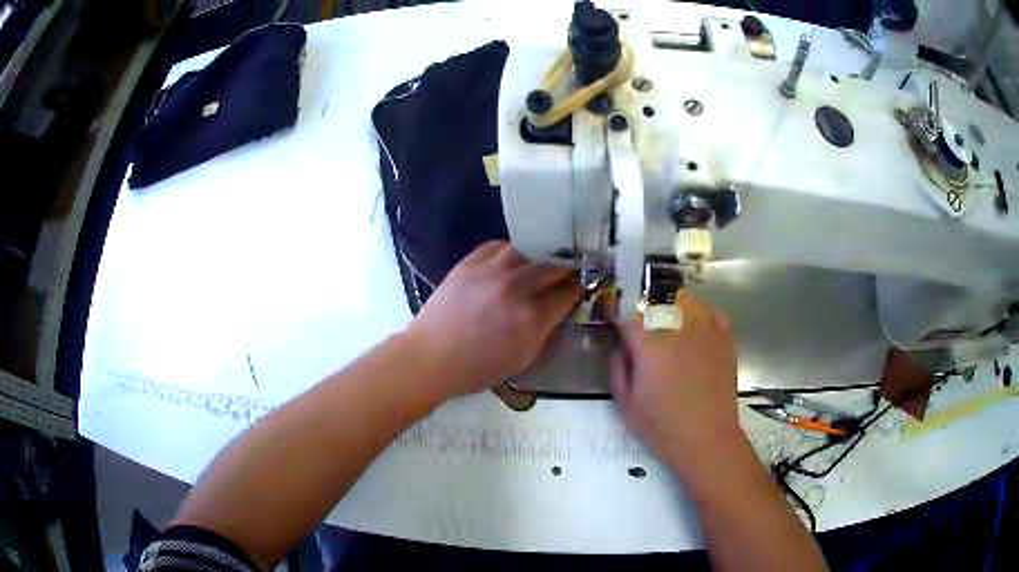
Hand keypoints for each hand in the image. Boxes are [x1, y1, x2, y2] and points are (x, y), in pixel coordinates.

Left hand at [407, 241, 582, 397]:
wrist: (431, 357)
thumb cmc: (477, 368)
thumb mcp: (522, 357)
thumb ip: (545, 329)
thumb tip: (560, 306)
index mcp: (531, 318)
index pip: (568, 292)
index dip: (580, 287)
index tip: (583, 285)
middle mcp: (515, 288)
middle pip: (552, 265)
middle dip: (567, 266)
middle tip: (570, 268)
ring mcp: (490, 271)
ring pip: (527, 248)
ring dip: (540, 253)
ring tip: (543, 257)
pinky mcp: (469, 263)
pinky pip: (498, 245)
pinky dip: (511, 250)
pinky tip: (513, 258)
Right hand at [611, 294, 742, 471]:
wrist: (708, 439)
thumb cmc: (663, 427)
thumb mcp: (625, 403)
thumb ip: (617, 365)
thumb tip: (621, 343)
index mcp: (651, 344)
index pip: (627, 308)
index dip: (614, 306)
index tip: (608, 311)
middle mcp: (679, 327)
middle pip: (655, 296)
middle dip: (640, 303)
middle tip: (634, 319)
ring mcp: (706, 328)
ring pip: (682, 298)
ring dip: (667, 304)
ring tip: (661, 321)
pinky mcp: (725, 336)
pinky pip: (708, 309)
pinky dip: (696, 312)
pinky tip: (690, 326)